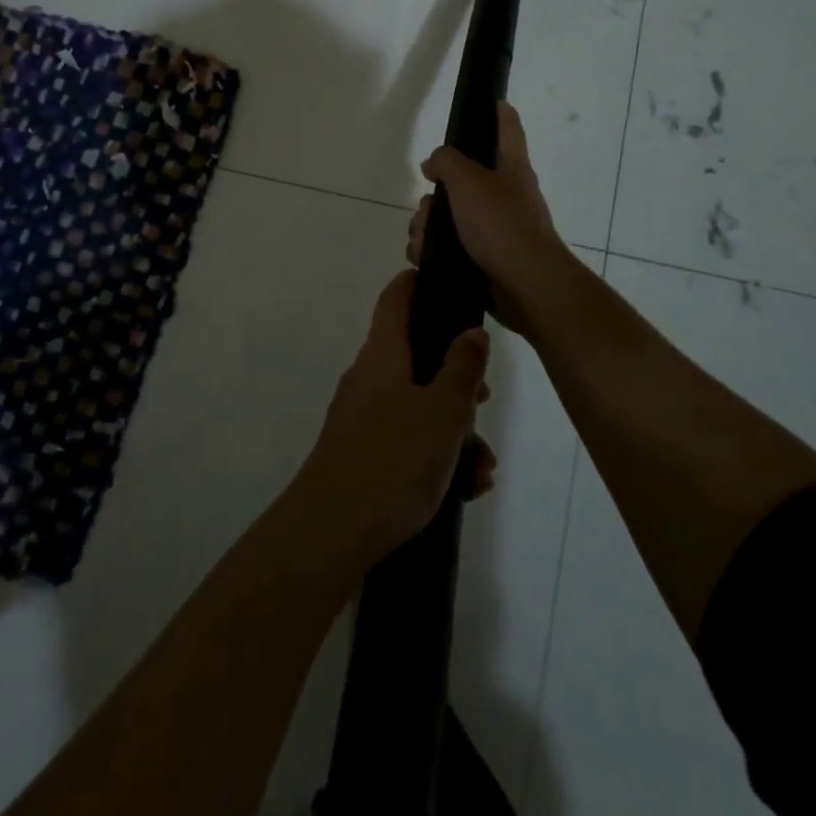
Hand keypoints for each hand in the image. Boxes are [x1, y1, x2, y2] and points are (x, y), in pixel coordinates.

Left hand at [292, 271, 496, 566]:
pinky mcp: (363, 454)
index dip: (420, 282)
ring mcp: (362, 417)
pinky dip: (436, 455)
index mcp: (383, 354)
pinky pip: (407, 440)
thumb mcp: (442, 411)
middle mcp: (369, 378)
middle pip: (416, 356)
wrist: (331, 532)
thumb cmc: (393, 459)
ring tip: (483, 468)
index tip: (449, 283)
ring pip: (417, 405)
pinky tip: (465, 488)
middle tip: (484, 398)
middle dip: (456, 377)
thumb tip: (472, 331)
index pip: (397, 297)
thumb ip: (462, 368)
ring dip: (454, 429)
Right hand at [411, 102, 572, 336]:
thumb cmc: (501, 224)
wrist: (523, 286)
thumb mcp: (468, 180)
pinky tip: (425, 258)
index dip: (500, 111)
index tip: (491, 100)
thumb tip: (434, 165)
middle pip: (459, 181)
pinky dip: (430, 251)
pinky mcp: (481, 259)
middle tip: (429, 205)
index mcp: (510, 168)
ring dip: (425, 226)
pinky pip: (445, 247)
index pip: (508, 128)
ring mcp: (493, 230)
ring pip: (445, 217)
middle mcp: (503, 196)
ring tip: (424, 240)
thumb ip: (446, 161)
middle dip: (433, 195)